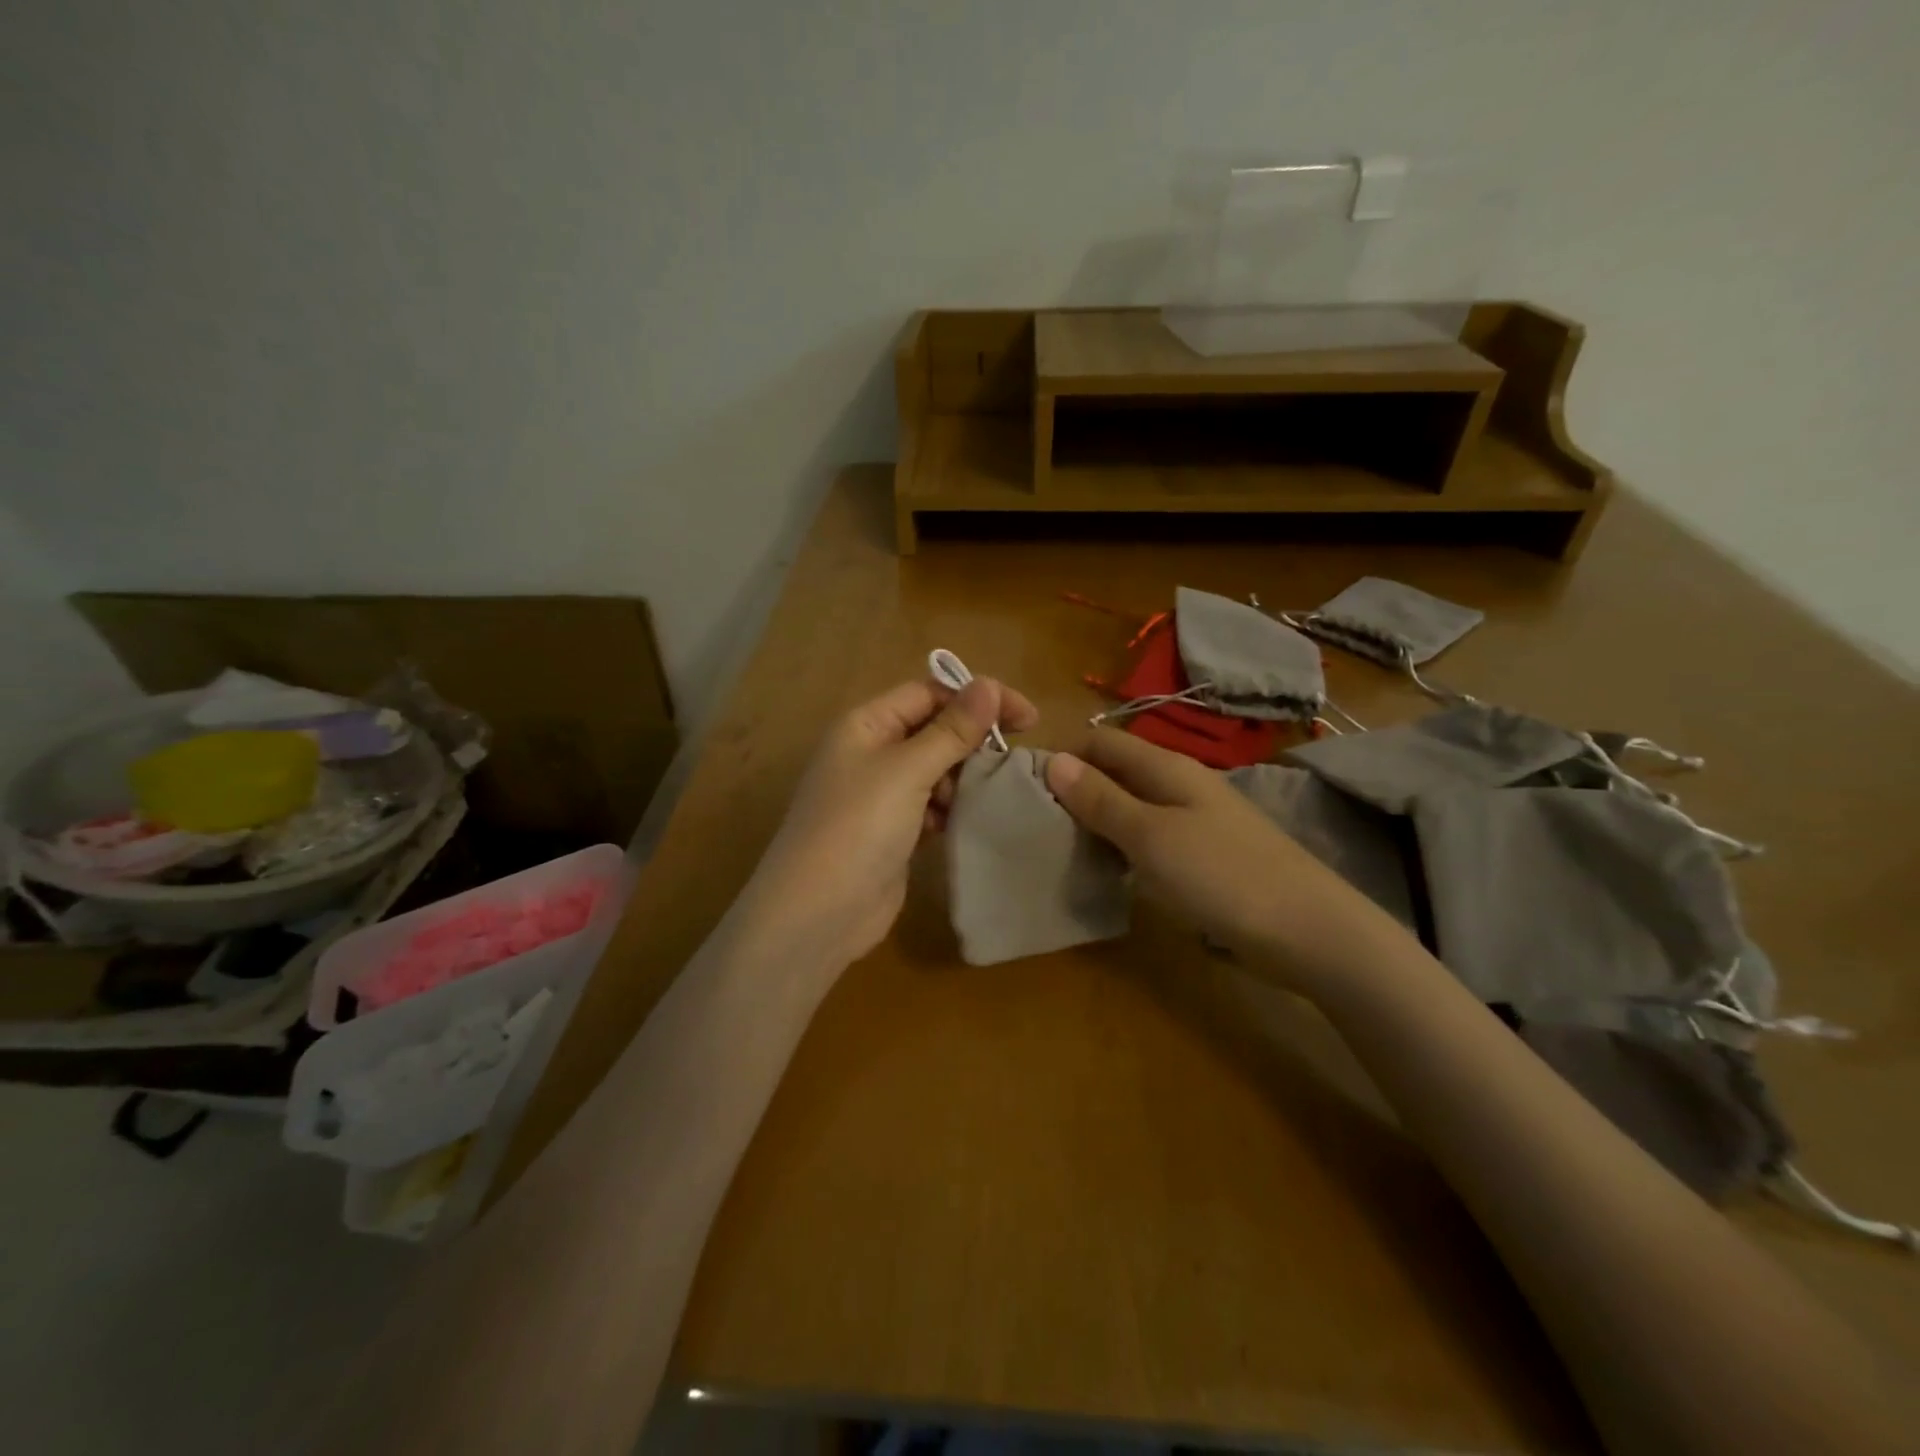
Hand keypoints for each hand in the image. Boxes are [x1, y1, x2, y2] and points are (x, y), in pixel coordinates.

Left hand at [739, 676, 1039, 973]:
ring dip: (965, 776)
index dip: (977, 698)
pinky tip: (968, 819)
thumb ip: (952, 729)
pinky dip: (952, 808)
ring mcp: (881, 795)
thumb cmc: (859, 827)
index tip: (1028, 718)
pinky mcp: (894, 831)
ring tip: (991, 792)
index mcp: (866, 724)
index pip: (929, 693)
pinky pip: (932, 805)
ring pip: (936, 770)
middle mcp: (872, 752)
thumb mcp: (907, 770)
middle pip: (934, 730)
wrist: (818, 913)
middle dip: (973, 740)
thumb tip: (988, 684)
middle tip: (1015, 757)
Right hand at [1045, 729, 1392, 992]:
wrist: (1307, 930)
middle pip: (1115, 772)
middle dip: (1075, 789)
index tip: (1024, 788)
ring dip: (1096, 820)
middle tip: (1035, 824)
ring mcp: (1194, 820)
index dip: (1063, 756)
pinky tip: (1107, 871)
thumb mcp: (1151, 836)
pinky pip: (1148, 837)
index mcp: (1166, 767)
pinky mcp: (1202, 854)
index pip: (1101, 741)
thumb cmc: (1222, 875)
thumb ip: (1101, 799)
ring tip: (1059, 848)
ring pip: (1130, 806)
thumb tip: (1053, 762)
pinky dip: (1121, 846)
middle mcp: (1180, 784)